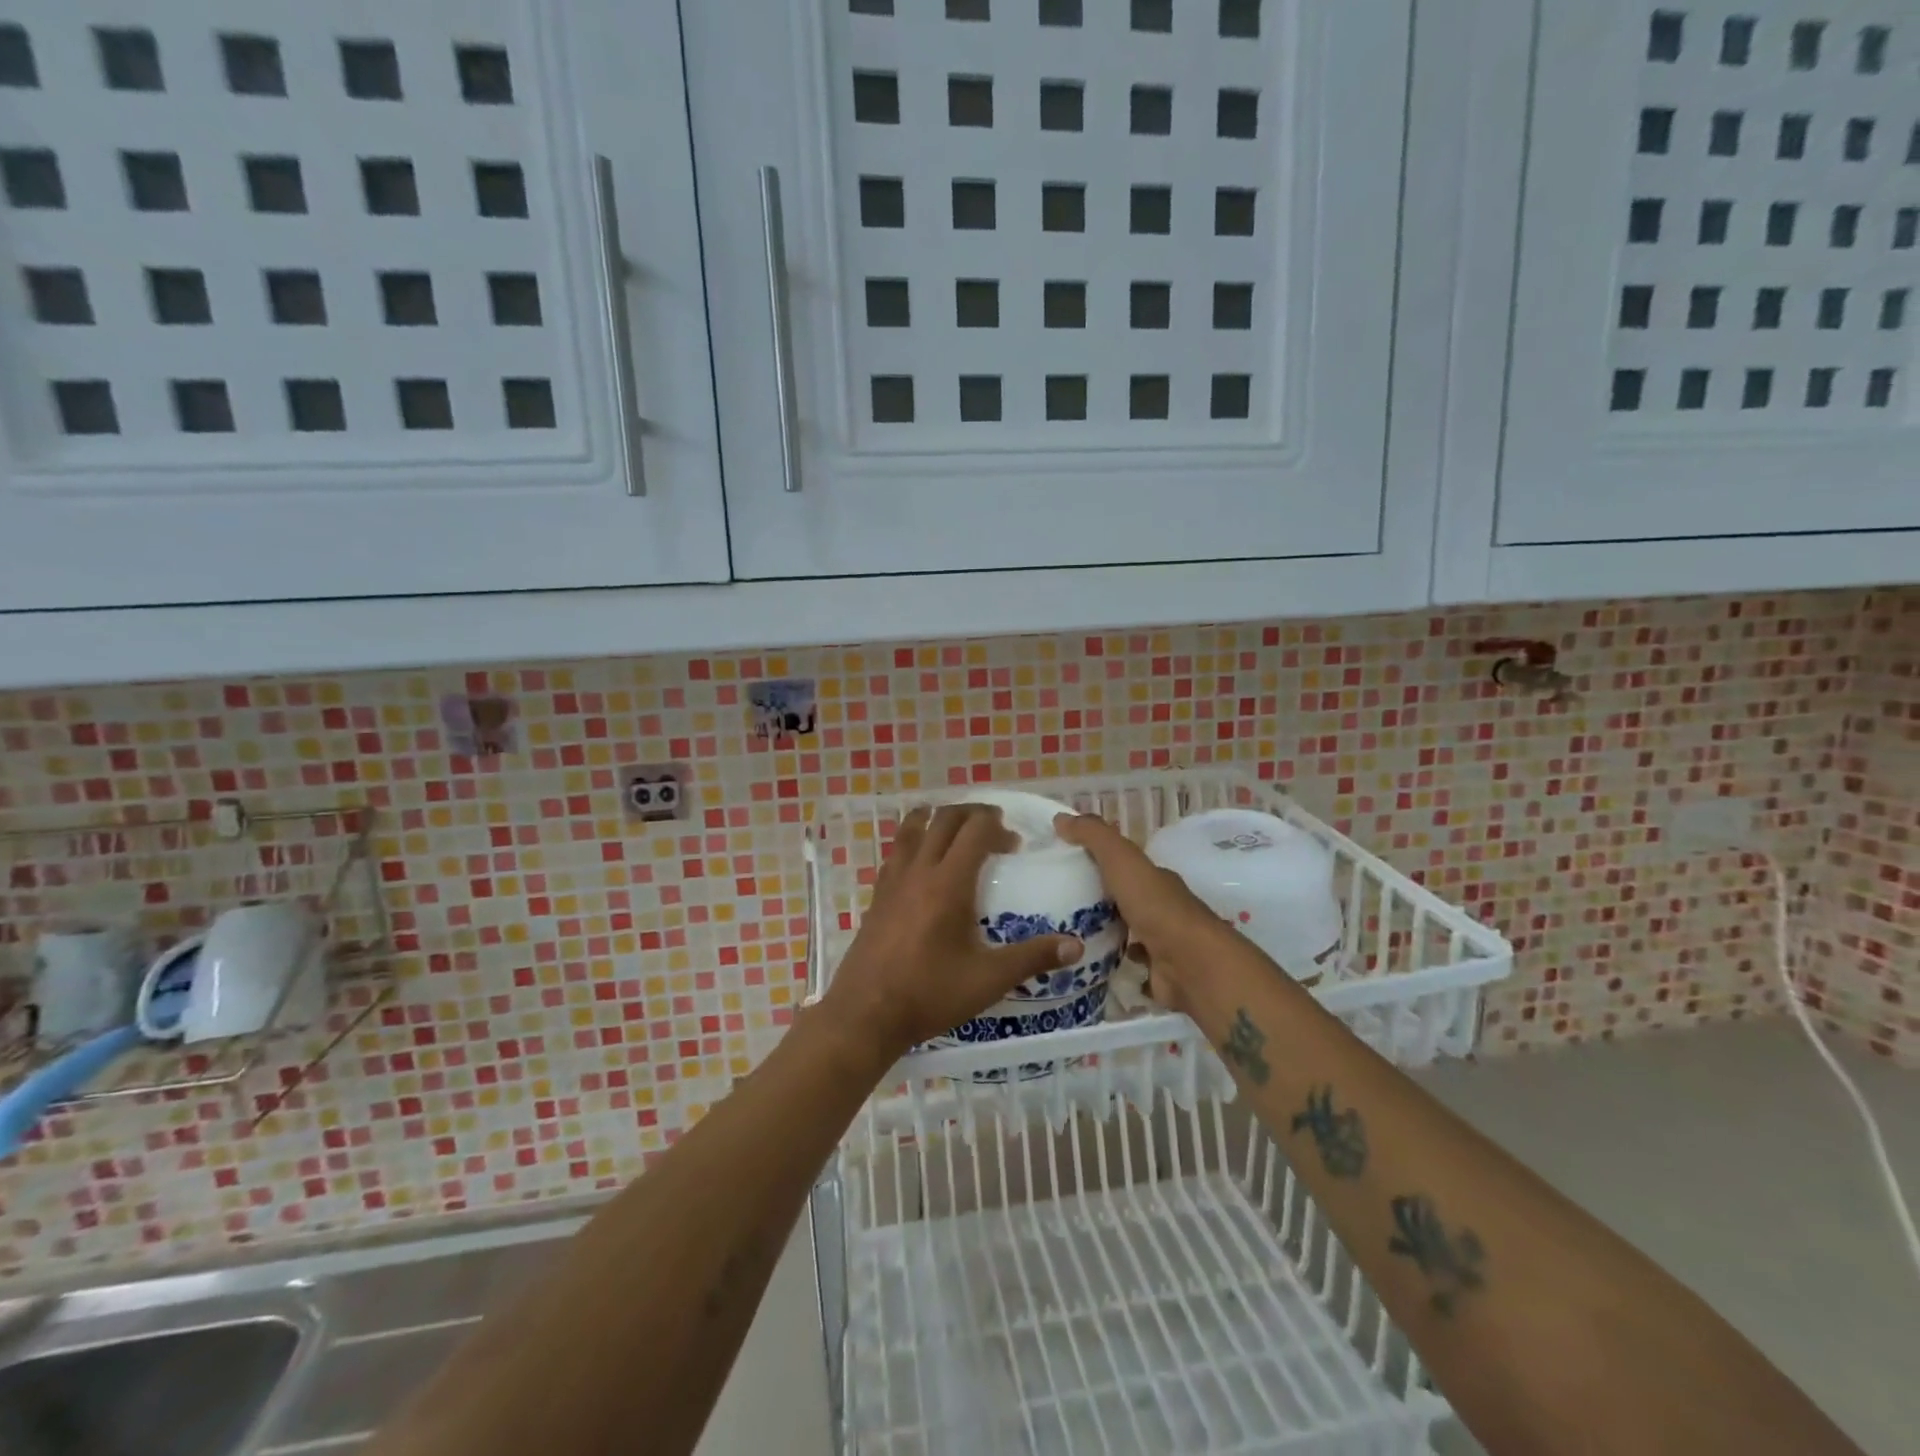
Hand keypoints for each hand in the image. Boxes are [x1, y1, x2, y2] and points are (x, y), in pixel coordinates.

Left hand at [822, 804, 1084, 1063]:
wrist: (867, 1014)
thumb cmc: (930, 994)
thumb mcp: (988, 980)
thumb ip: (1033, 958)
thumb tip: (1076, 946)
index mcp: (948, 882)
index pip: (974, 830)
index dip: (997, 826)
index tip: (1013, 844)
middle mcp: (919, 870)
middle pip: (944, 819)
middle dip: (971, 814)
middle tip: (992, 827)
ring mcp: (893, 880)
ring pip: (913, 827)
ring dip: (938, 819)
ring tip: (956, 831)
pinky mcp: (877, 895)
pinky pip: (896, 851)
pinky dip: (914, 841)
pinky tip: (923, 864)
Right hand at [1053, 812, 1224, 1015]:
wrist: (1190, 965)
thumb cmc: (1156, 907)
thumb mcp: (1121, 860)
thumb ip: (1094, 837)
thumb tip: (1060, 818)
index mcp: (1153, 879)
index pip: (1122, 864)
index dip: (1095, 859)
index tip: (1061, 862)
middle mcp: (1159, 907)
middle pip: (1122, 898)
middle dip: (1094, 897)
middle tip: (1053, 901)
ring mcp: (1159, 942)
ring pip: (1124, 931)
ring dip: (1100, 930)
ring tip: (1060, 933)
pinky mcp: (1155, 973)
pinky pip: (1126, 963)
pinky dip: (1110, 962)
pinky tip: (1085, 961)